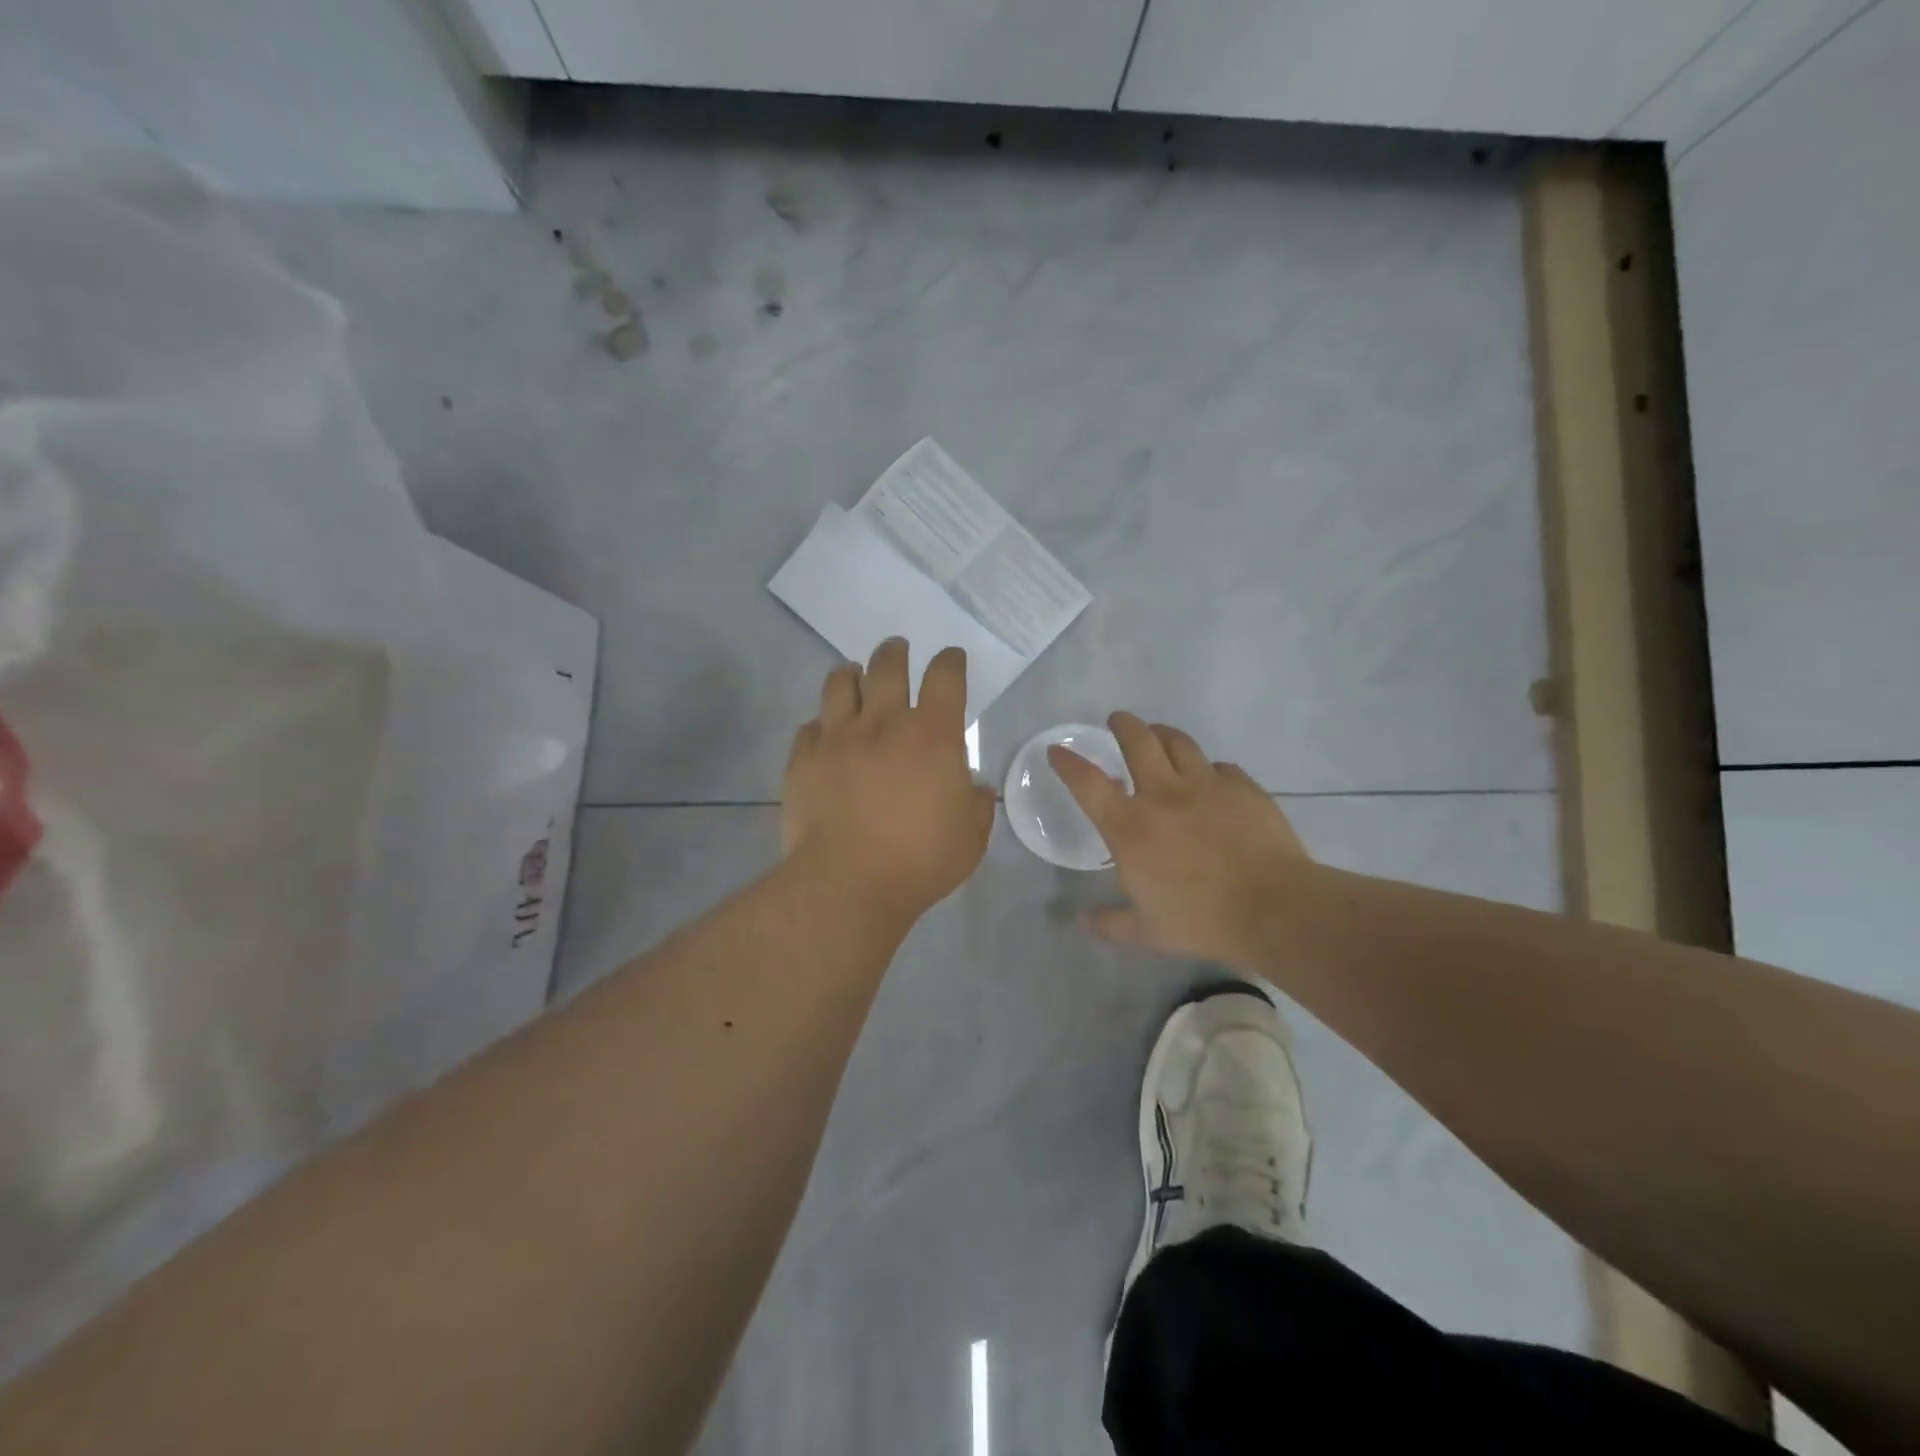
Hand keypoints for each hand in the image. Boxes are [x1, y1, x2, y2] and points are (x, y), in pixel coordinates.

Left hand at [783, 639, 995, 922]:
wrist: (847, 885)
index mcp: (931, 735)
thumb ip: (976, 804)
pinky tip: (824, 733)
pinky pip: (809, 727)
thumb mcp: (971, 836)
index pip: (945, 677)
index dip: (950, 661)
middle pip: (887, 666)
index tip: (951, 658)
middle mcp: (883, 724)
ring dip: (851, 674)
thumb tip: (973, 788)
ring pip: (840, 683)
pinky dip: (821, 724)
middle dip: (895, 652)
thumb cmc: (920, 861)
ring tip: (854, 675)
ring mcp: (837, 738)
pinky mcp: (803, 760)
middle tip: (897, 649)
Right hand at [1048, 713, 1310, 966]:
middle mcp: (1163, 795)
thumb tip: (1082, 921)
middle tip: (1117, 721)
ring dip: (1162, 734)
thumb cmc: (1201, 920)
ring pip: (1178, 742)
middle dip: (1122, 724)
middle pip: (1137, 741)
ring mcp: (1206, 786)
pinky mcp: (1243, 787)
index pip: (1088, 783)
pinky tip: (1211, 778)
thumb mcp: (1147, 932)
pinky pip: (1221, 767)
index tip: (1057, 750)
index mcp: (1131, 827)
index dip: (1068, 762)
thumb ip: (1110, 924)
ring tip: (1158, 735)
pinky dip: (1209, 769)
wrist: (1273, 908)